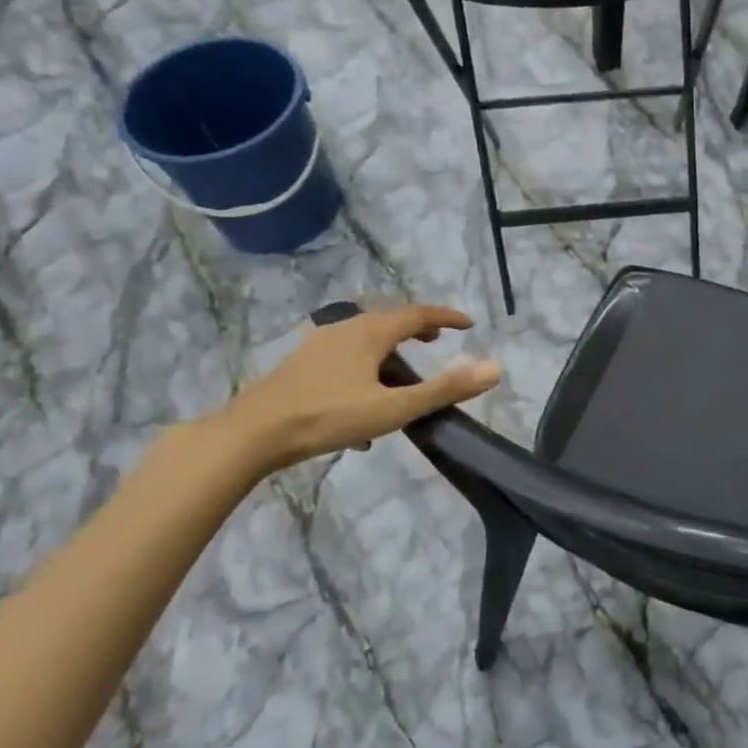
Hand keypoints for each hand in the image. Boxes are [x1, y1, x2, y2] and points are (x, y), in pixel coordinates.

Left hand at [217, 304, 500, 473]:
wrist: (253, 433)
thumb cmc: (328, 416)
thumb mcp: (394, 407)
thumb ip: (445, 389)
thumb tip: (494, 368)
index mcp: (370, 332)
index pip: (418, 314)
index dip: (446, 317)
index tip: (469, 323)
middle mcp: (345, 329)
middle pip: (389, 321)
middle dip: (417, 328)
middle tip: (439, 341)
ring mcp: (319, 345)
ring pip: (365, 338)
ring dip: (391, 348)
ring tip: (404, 370)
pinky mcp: (303, 365)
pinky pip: (346, 356)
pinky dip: (368, 365)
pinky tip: (365, 401)